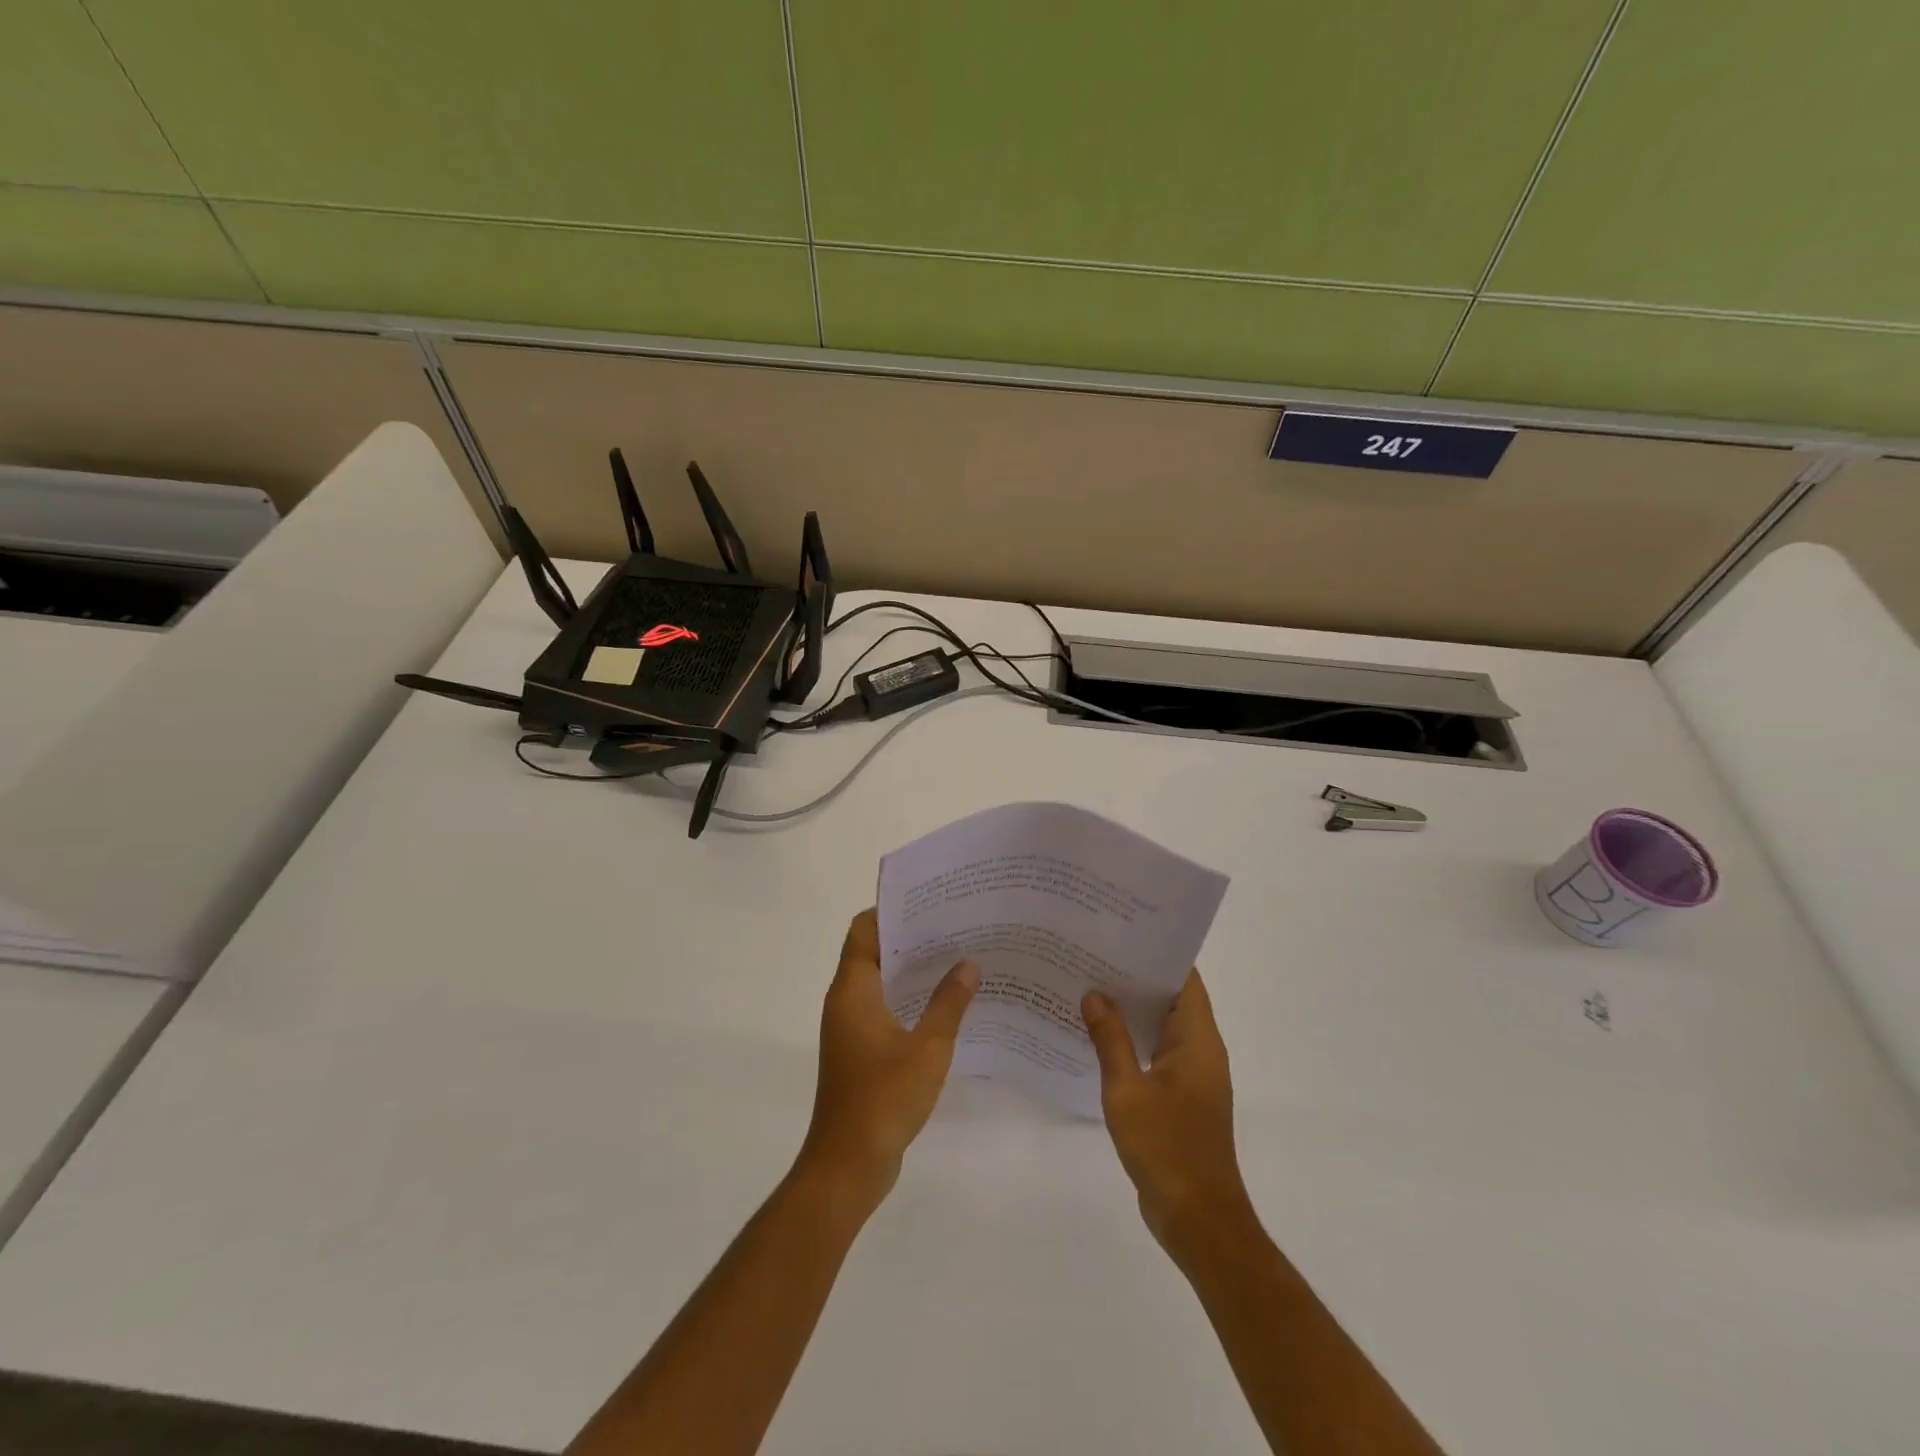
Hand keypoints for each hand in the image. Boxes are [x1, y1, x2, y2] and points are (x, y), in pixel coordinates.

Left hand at [797, 910, 977, 1210]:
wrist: (848, 1165)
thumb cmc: (884, 1098)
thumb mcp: (928, 1048)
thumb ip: (949, 1003)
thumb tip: (969, 964)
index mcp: (853, 990)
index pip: (863, 930)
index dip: (891, 910)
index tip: (929, 900)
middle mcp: (846, 1001)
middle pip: (872, 951)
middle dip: (909, 937)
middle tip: (954, 925)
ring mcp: (851, 1027)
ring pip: (880, 981)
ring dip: (911, 969)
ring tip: (956, 957)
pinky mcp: (860, 1051)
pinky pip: (884, 1008)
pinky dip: (909, 998)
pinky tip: (945, 1004)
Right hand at [1082, 972, 1255, 1259]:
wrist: (1197, 1218)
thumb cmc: (1166, 1147)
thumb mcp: (1127, 1090)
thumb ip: (1110, 1039)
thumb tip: (1094, 994)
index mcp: (1197, 1039)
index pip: (1184, 979)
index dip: (1157, 954)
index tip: (1122, 934)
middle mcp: (1201, 1049)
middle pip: (1172, 998)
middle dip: (1137, 977)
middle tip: (1094, 955)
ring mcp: (1193, 1074)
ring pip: (1162, 1026)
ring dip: (1133, 1009)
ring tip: (1090, 985)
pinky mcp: (1182, 1096)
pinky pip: (1157, 1052)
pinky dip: (1133, 1038)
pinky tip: (1098, 1035)